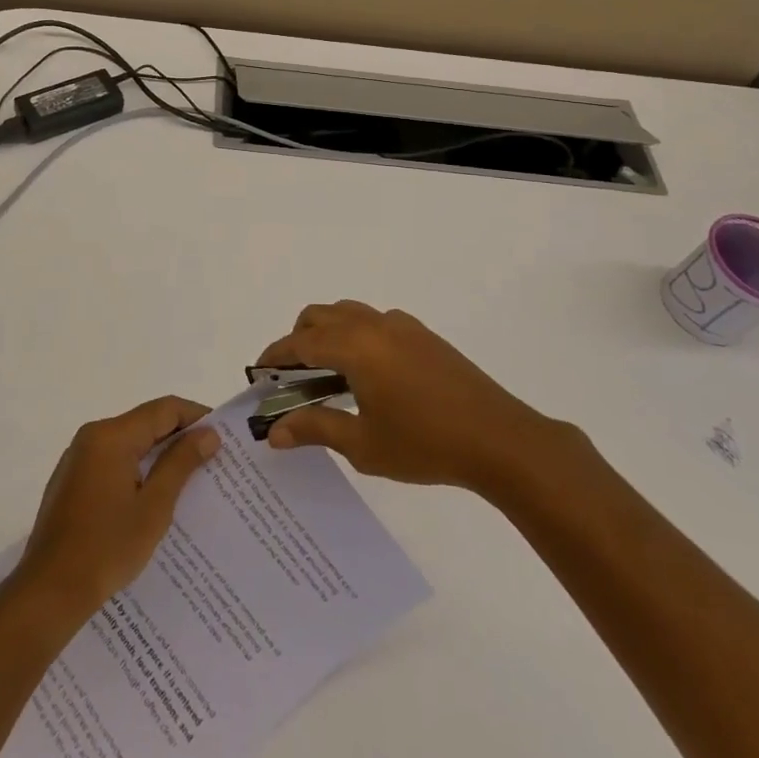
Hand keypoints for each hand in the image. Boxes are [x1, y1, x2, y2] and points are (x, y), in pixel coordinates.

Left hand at [12, 396, 219, 623]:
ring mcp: (78, 457)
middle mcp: (92, 436)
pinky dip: (137, 468)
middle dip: (179, 436)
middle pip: (145, 422)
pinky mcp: (72, 479)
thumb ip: (180, 464)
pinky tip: (153, 494)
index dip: (196, 416)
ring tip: (189, 477)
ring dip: (158, 454)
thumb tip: (208, 434)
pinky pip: (113, 460)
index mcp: (112, 436)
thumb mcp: (154, 507)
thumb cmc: (106, 548)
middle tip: (212, 458)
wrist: (48, 592)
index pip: (163, 409)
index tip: (223, 436)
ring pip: (129, 442)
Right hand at [256, 301, 575, 493]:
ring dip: (328, 333)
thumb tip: (274, 431)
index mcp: (355, 346)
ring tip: (327, 376)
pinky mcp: (424, 335)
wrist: (500, 439)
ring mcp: (402, 325)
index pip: (300, 342)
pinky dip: (356, 335)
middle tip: (291, 378)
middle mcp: (374, 324)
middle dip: (298, 340)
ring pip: (349, 313)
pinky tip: (368, 375)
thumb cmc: (425, 444)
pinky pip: (375, 322)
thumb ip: (316, 429)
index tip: (258, 373)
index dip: (275, 356)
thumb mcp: (363, 444)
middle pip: (320, 316)